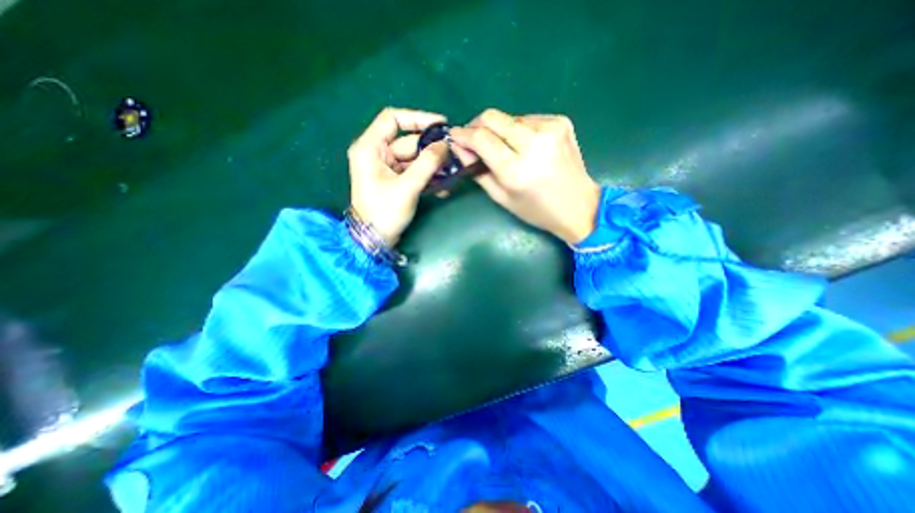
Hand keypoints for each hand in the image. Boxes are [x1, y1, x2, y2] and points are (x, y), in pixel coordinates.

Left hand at [348, 108, 448, 246]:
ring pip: (414, 158)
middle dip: (432, 149)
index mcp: (370, 148)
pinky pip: (414, 172)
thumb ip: (427, 164)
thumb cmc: (384, 213)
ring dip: (433, 165)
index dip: (418, 118)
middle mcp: (376, 153)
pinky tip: (444, 187)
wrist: (374, 240)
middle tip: (455, 154)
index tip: (442, 125)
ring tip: (453, 172)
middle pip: (408, 141)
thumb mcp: (407, 187)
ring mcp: (386, 168)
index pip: (392, 119)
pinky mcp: (395, 180)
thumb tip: (445, 145)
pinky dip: (428, 177)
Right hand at [450, 108, 601, 243]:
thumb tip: (460, 146)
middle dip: (476, 125)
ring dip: (499, 130)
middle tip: (472, 139)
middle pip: (492, 117)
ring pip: (509, 117)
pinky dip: (518, 130)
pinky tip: (524, 146)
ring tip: (504, 148)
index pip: (481, 138)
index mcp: (516, 170)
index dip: (463, 134)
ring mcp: (550, 129)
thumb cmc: (536, 210)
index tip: (454, 136)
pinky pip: (527, 119)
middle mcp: (534, 143)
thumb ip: (477, 171)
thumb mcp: (501, 198)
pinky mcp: (561, 121)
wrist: (578, 205)